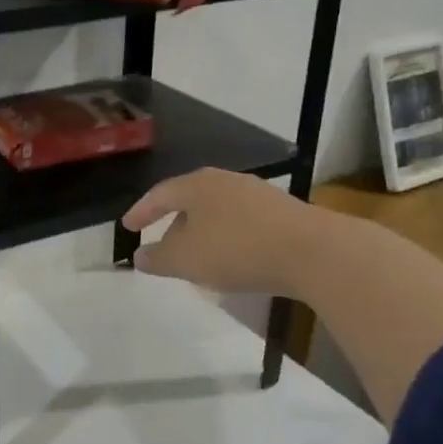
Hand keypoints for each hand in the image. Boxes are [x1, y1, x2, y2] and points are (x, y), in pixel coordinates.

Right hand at [121, 168, 337, 297]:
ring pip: (218, 212)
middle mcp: (226, 182)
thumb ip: (158, 258)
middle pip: (191, 200)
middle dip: (174, 223)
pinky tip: (233, 261)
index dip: (141, 211)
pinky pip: (243, 224)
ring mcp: (258, 195)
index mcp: (197, 185)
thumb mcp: (187, 260)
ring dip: (204, 233)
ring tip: (198, 257)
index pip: (160, 194)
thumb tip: (139, 256)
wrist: (315, 252)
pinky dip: (229, 239)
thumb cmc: (238, 249)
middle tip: (164, 245)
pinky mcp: (284, 213)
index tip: (127, 227)